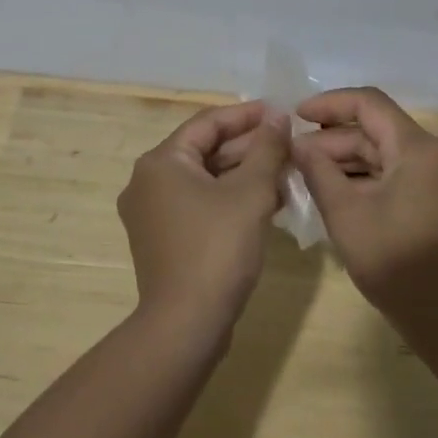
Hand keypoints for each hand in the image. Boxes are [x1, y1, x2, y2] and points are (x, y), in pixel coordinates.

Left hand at [118, 100, 289, 340]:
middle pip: (205, 150)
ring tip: (286, 173)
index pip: (208, 123)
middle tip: (289, 145)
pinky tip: (268, 204)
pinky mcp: (163, 239)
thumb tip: (278, 117)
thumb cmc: (217, 248)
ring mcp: (152, 213)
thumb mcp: (250, 192)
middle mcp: (148, 181)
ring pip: (205, 179)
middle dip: (250, 148)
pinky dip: (230, 199)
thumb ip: (267, 148)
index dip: (248, 115)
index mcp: (161, 162)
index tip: (281, 112)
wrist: (186, 324)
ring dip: (244, 175)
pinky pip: (200, 204)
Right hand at [291, 87, 437, 341]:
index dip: (330, 104)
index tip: (296, 115)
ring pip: (386, 152)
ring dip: (347, 159)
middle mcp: (436, 153)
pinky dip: (367, 177)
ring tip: (306, 174)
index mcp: (419, 149)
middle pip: (377, 129)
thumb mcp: (346, 216)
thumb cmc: (397, 266)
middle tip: (294, 156)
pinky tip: (335, 190)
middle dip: (333, 139)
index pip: (370, 103)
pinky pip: (397, 172)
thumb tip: (297, 143)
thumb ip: (318, 171)